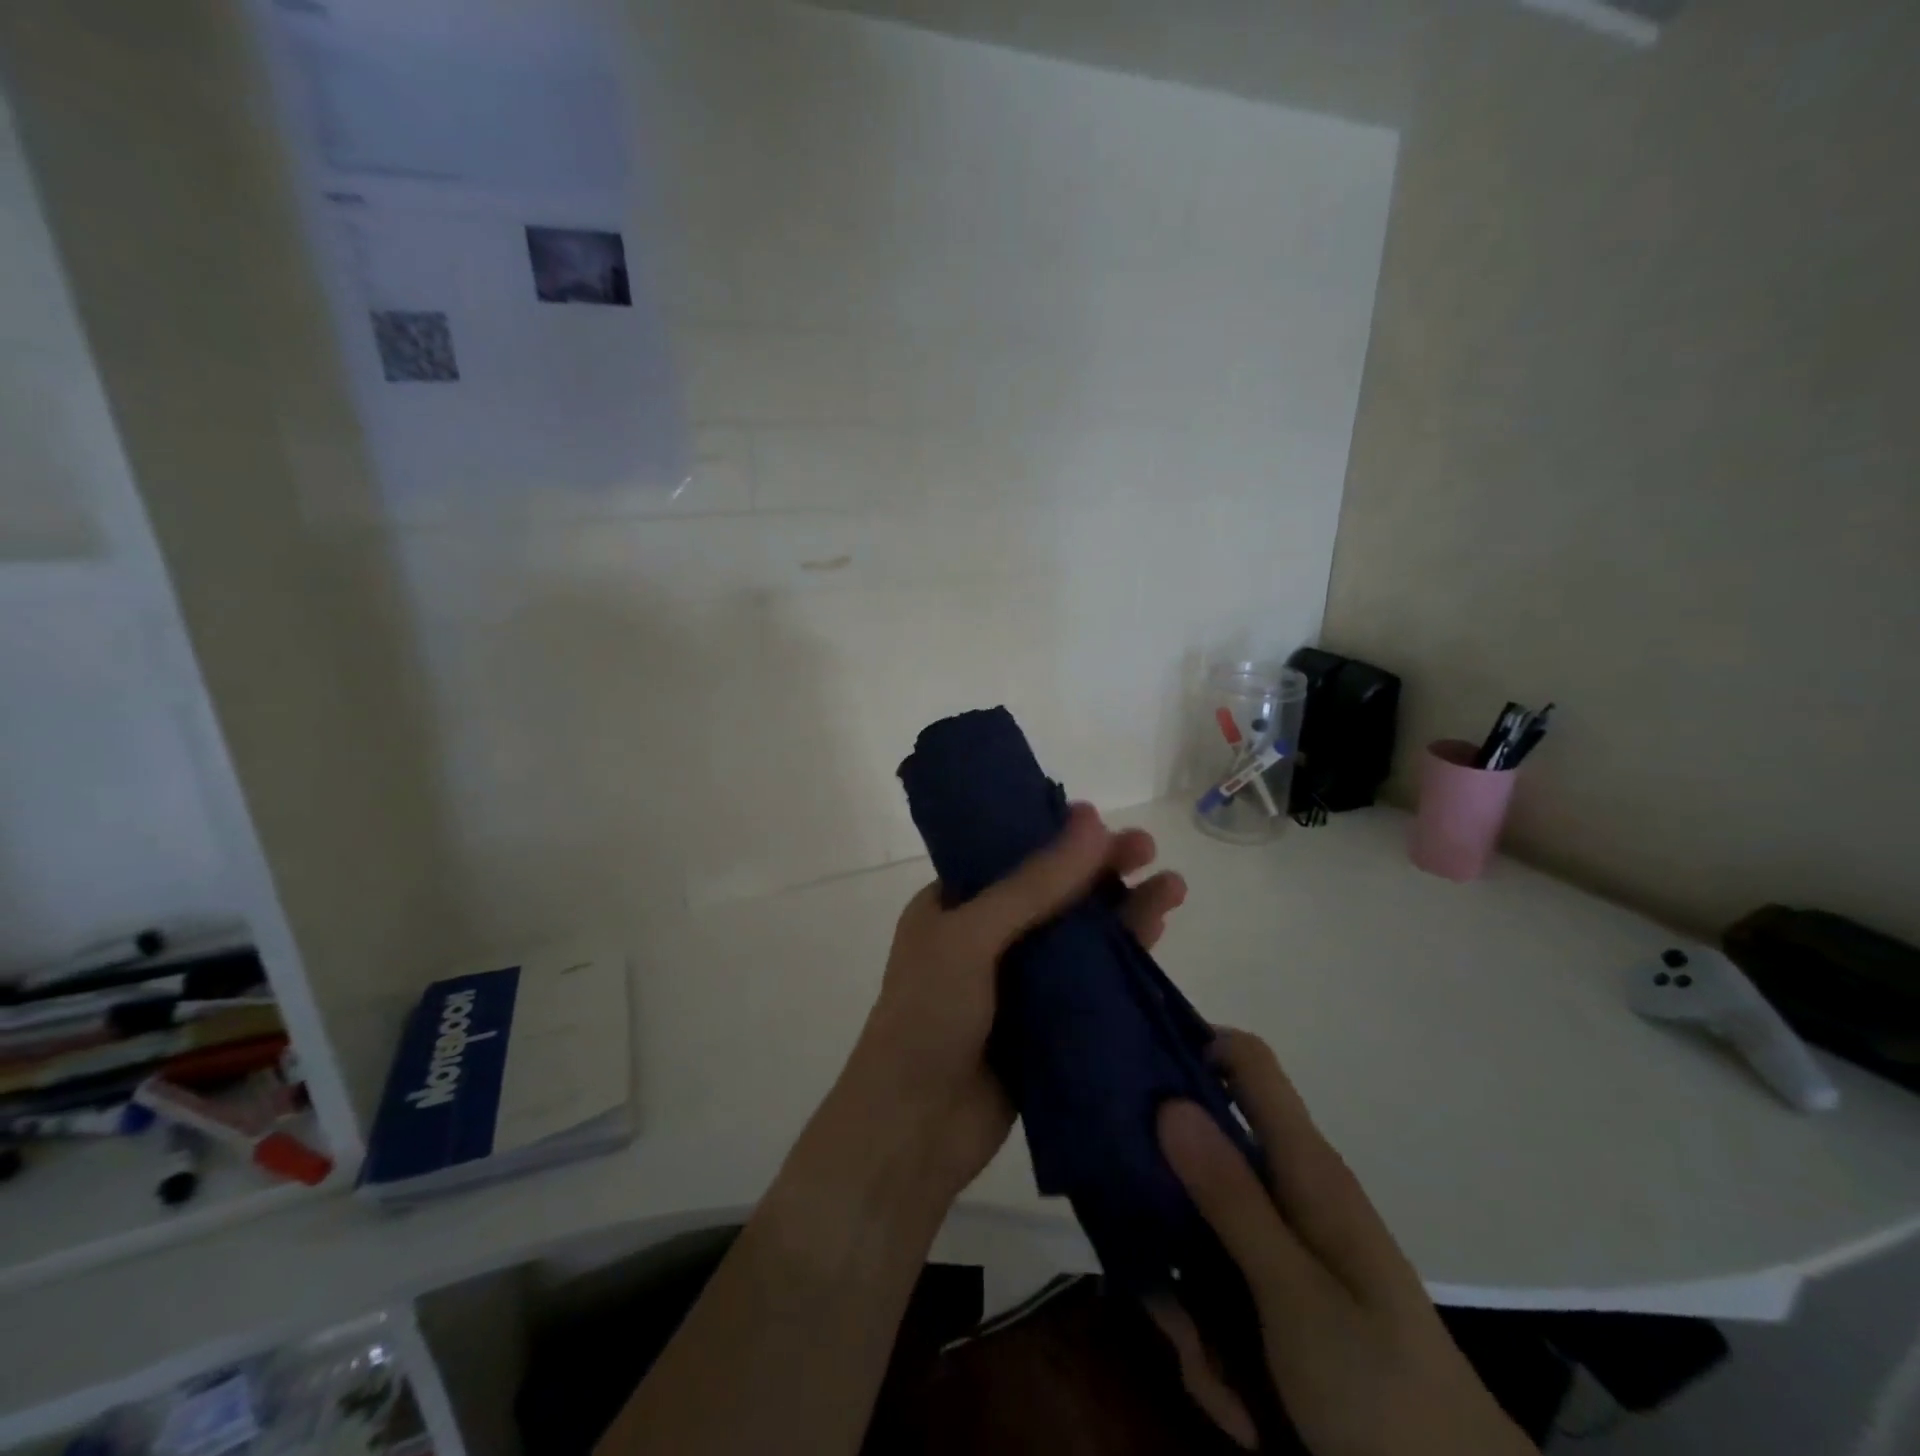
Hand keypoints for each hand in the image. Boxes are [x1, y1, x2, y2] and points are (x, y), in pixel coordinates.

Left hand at [841, 803, 1187, 1203]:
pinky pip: (1090, 980)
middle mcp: (987, 936)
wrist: (915, 1130)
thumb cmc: (928, 1017)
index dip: (1057, 835)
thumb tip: (1092, 820)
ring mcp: (1019, 981)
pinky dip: (1122, 956)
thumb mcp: (972, 937)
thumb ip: (1033, 885)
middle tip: (1148, 849)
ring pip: (1079, 934)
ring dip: (1123, 909)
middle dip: (1101, 869)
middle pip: (1055, 891)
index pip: (1013, 854)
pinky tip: (1157, 935)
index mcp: (954, 904)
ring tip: (1173, 887)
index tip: (1103, 820)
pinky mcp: (1046, 1022)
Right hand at [1152, 1031, 1532, 1455]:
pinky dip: (1211, 1339)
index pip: (1248, 1062)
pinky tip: (1227, 1398)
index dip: (1195, 1046)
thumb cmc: (1381, 1389)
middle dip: (1165, 1208)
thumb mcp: (1294, 1295)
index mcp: (1302, 1166)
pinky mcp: (1275, 1288)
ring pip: (1198, 1228)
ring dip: (1185, 1300)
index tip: (1133, 1074)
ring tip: (1200, 1368)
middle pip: (1202, 1152)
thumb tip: (1169, 1102)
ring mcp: (1280, 1240)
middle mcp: (1288, 1188)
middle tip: (1143, 1267)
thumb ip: (1231, 1198)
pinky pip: (1217, 1284)